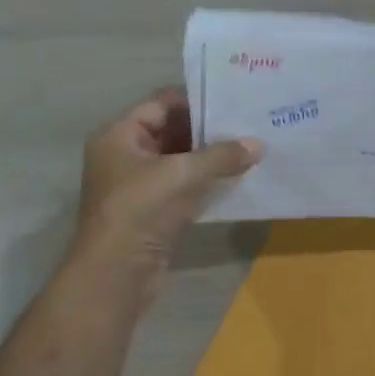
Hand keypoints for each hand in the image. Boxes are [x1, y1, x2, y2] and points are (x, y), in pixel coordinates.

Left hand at [69, 88, 261, 294]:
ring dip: (211, 158)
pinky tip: (238, 178)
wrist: (116, 275)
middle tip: (249, 123)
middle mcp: (126, 155)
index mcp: (119, 136)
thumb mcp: (182, 175)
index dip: (195, 100)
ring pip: (181, 161)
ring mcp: (140, 186)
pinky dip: (208, 182)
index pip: (160, 103)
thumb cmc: (140, 211)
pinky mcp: (155, 212)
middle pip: (172, 131)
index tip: (233, 100)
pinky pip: (185, 187)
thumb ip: (221, 156)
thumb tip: (258, 145)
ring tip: (250, 148)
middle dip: (208, 130)